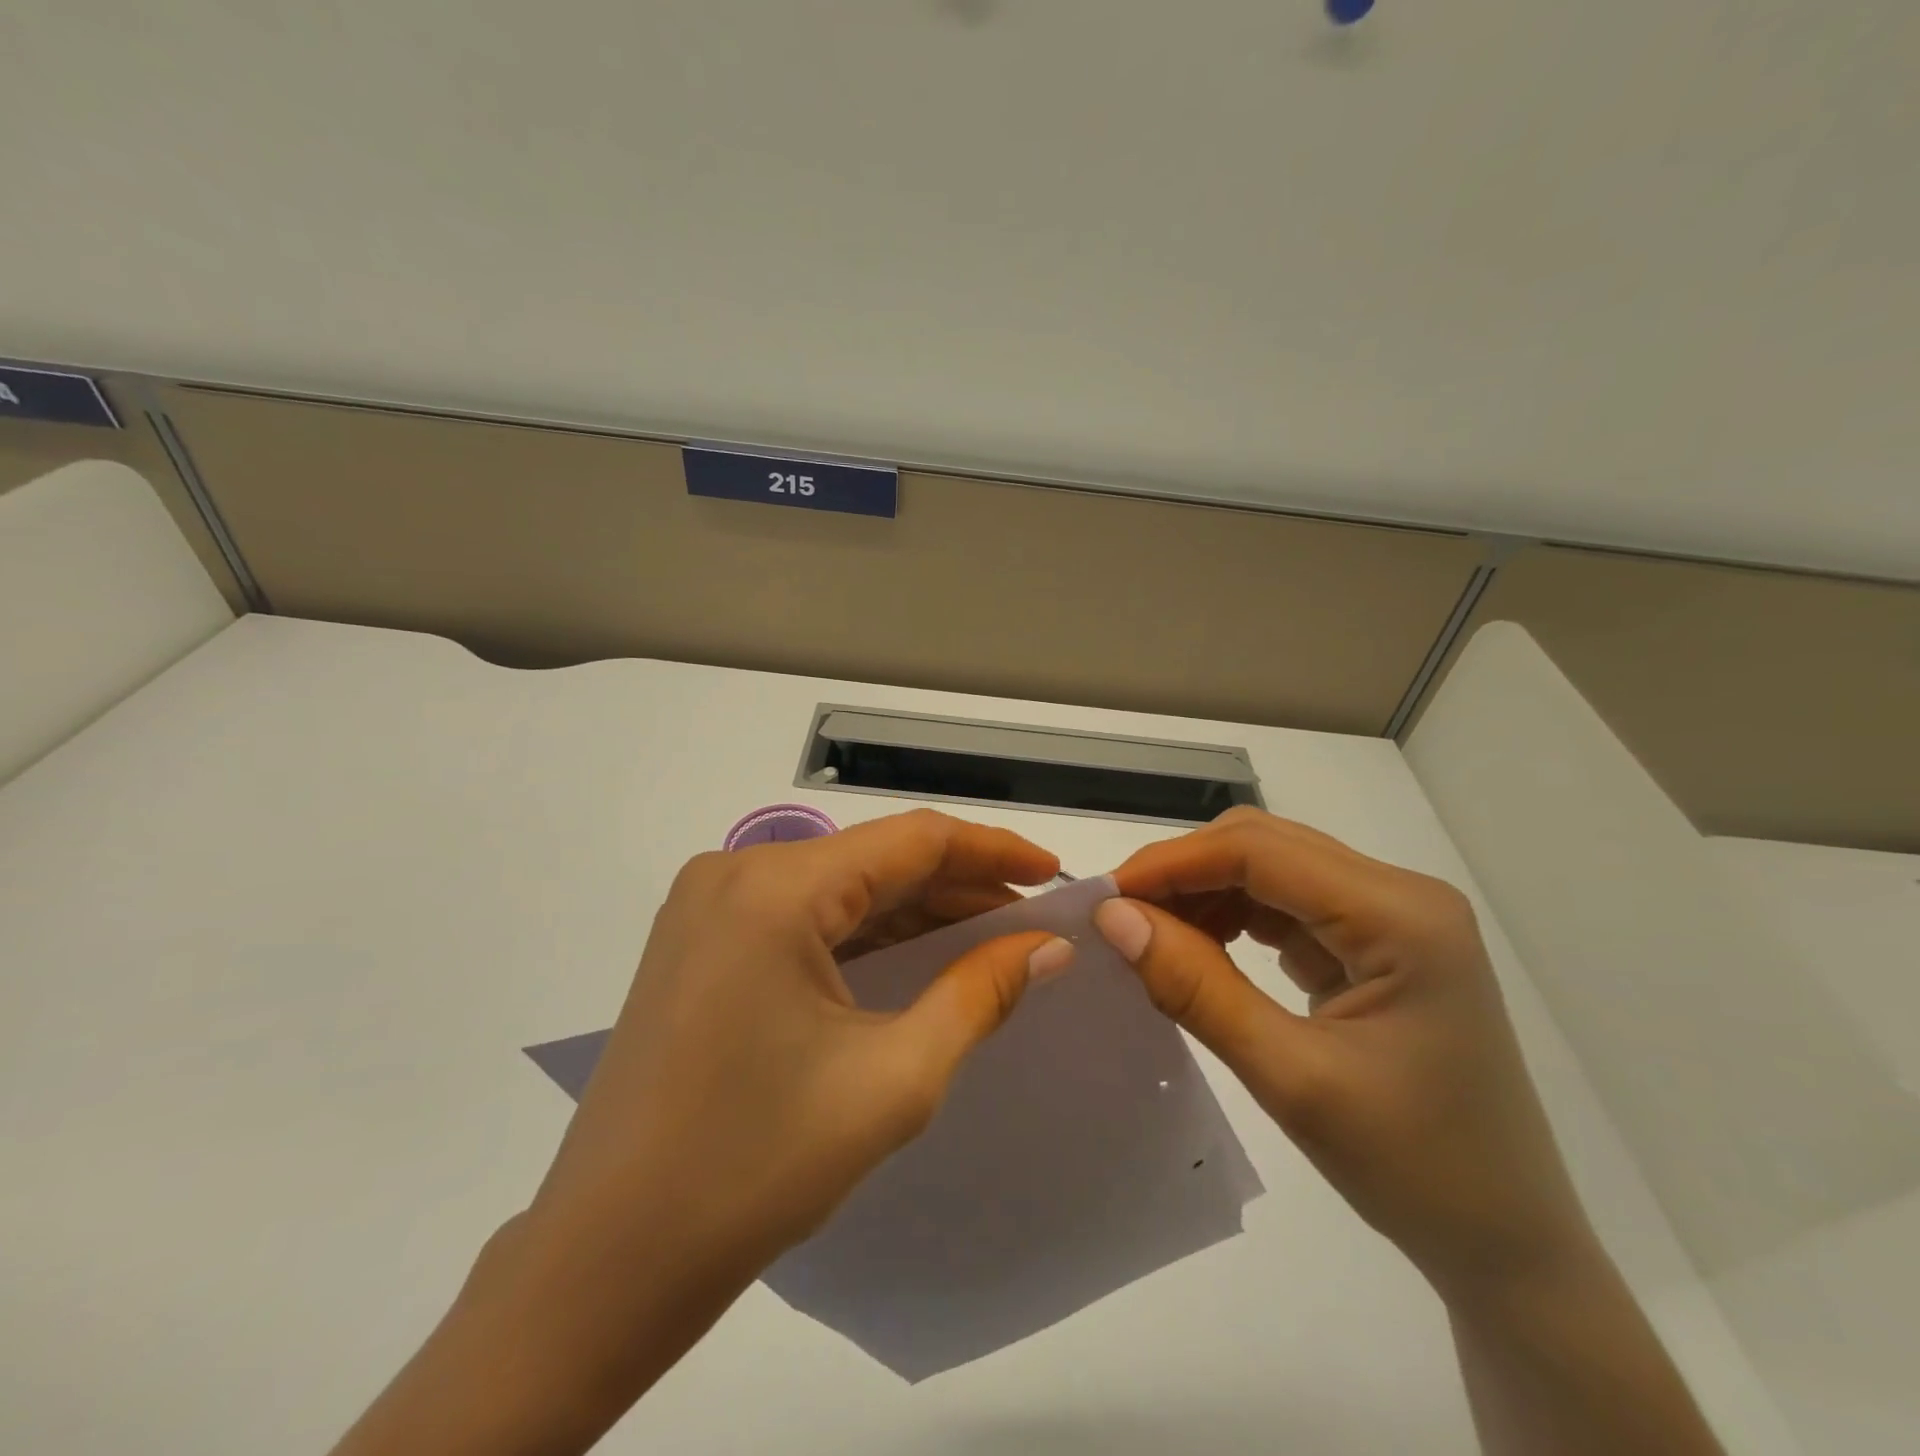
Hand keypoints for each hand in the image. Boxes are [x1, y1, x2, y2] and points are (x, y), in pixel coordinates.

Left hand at [533, 808, 1071, 1283]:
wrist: (608, 1258)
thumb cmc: (757, 1167)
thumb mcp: (894, 1078)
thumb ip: (979, 993)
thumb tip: (1047, 946)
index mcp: (776, 888)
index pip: (911, 841)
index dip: (990, 850)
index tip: (1052, 874)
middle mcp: (736, 872)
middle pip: (874, 860)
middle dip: (957, 887)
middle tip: (1031, 917)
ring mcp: (709, 904)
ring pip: (839, 887)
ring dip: (913, 911)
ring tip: (989, 937)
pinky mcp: (700, 938)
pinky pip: (802, 916)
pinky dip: (864, 934)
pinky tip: (915, 957)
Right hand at [1095, 808, 1595, 1296]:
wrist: (1509, 1247)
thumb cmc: (1415, 1170)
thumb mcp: (1291, 1078)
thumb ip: (1196, 987)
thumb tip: (1114, 917)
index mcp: (1400, 914)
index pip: (1258, 849)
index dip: (1172, 863)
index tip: (1104, 897)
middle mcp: (1400, 894)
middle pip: (1264, 845)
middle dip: (1184, 873)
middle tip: (1120, 918)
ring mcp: (1391, 916)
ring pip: (1270, 869)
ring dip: (1204, 893)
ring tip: (1151, 937)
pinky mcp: (1375, 943)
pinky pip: (1285, 906)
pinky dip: (1232, 918)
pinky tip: (1198, 949)